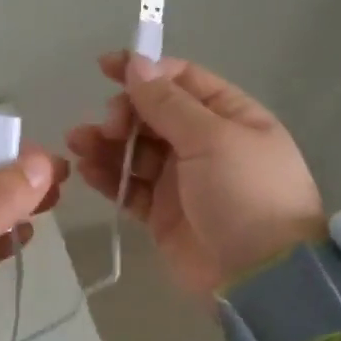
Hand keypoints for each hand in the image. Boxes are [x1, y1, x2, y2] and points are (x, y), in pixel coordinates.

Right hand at [66, 53, 324, 297]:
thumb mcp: (212, 138)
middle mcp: (205, 144)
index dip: (145, 70)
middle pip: (153, 115)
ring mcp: (182, 181)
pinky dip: (108, 177)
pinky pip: (129, 187)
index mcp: (229, 117)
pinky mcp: (162, 214)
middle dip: (124, 113)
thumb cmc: (246, 194)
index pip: (182, 81)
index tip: (106, 68)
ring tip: (79, 142)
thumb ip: (168, 103)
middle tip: (109, 126)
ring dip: (106, 143)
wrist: (261, 277)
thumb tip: (136, 63)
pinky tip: (86, 169)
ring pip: (135, 151)